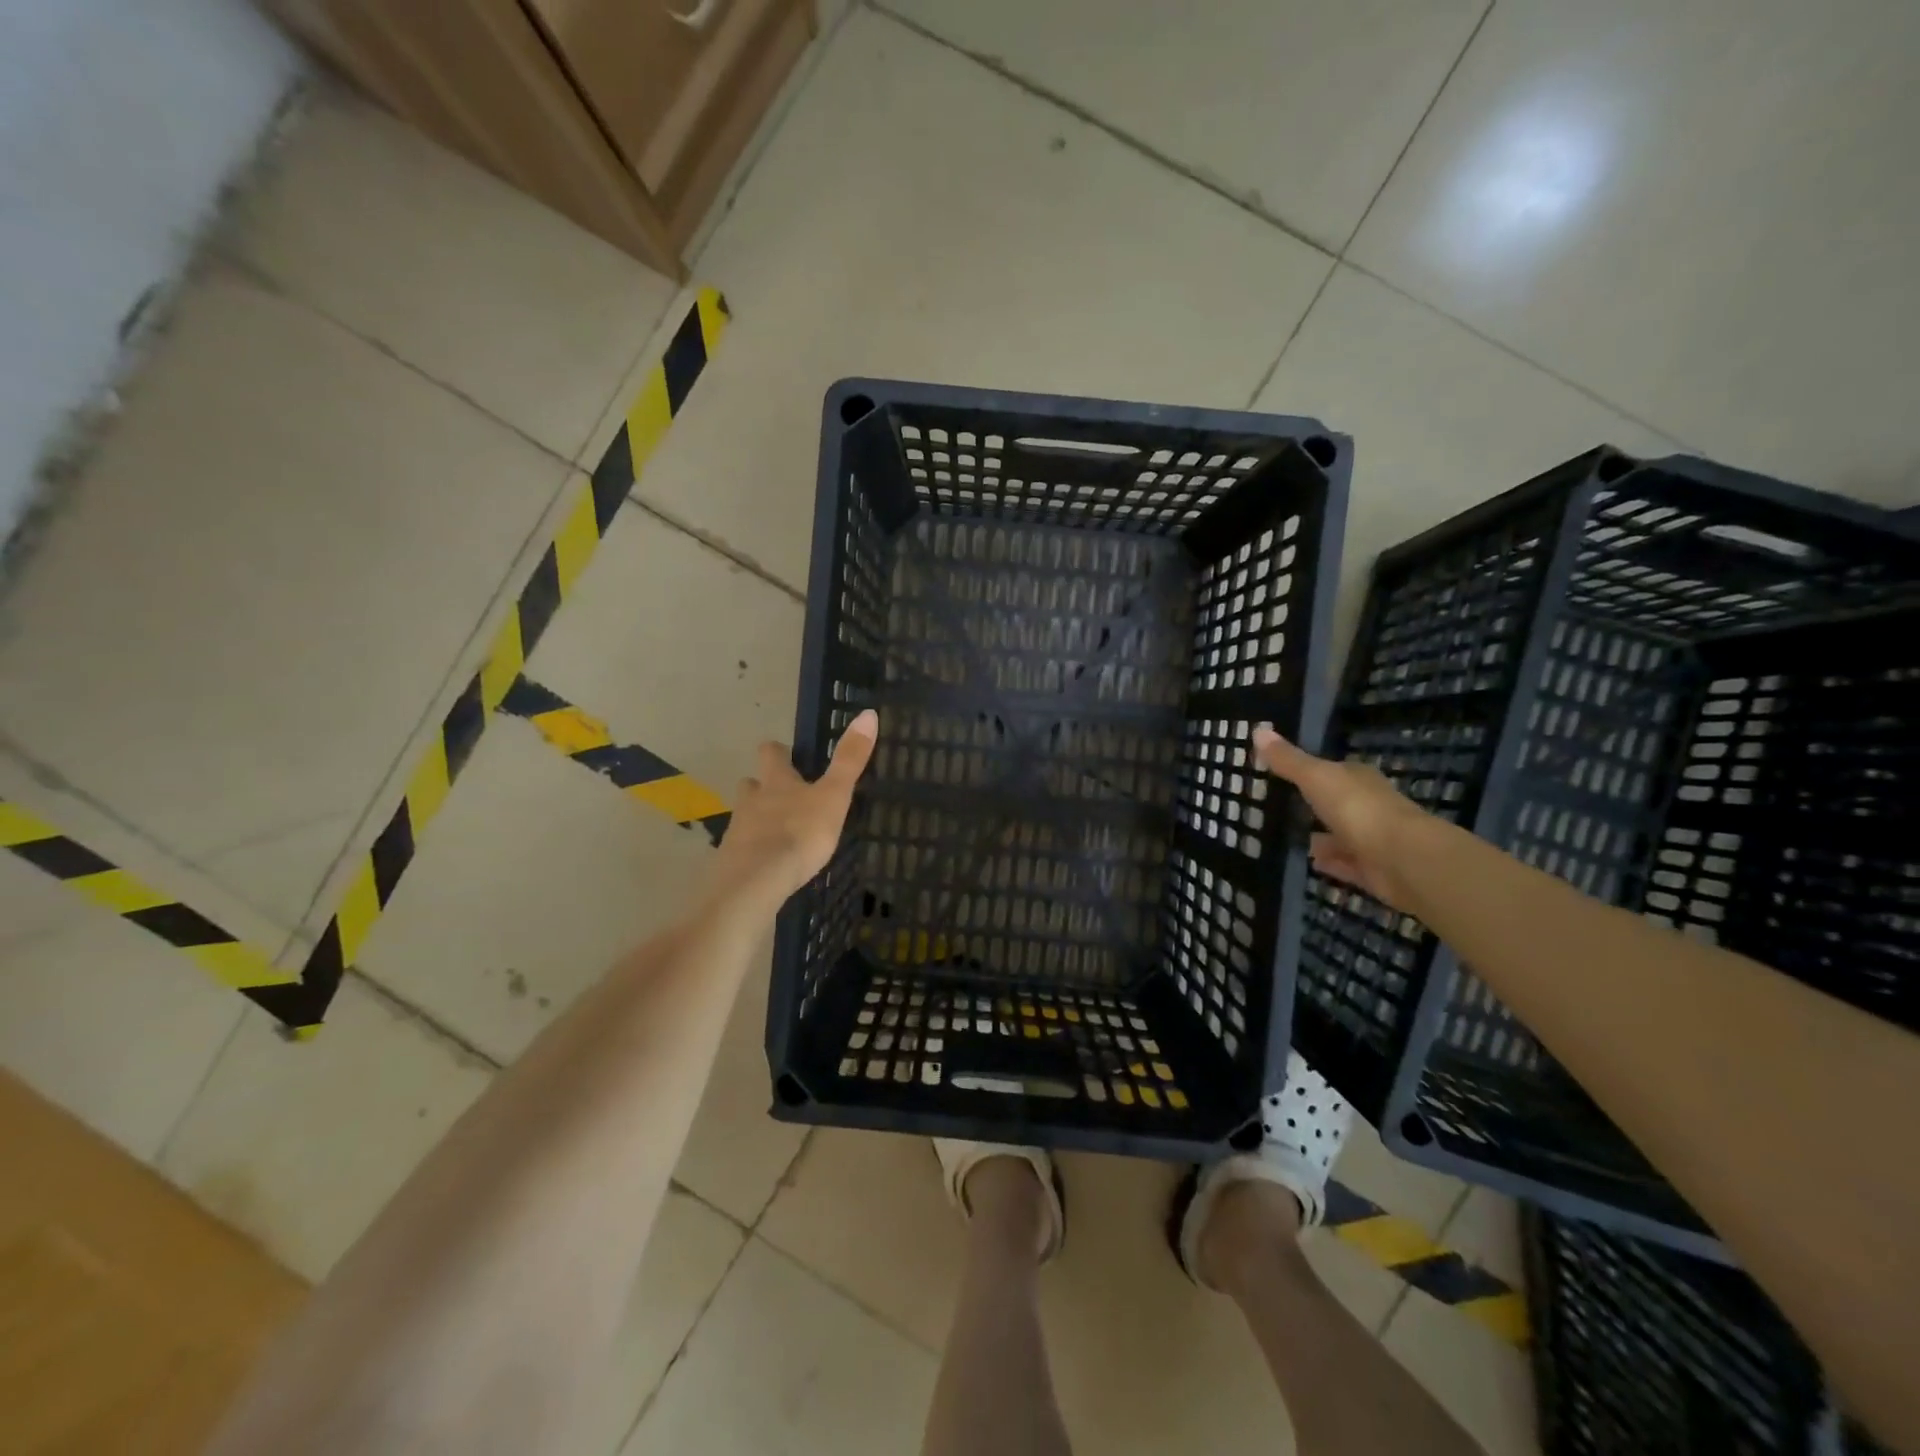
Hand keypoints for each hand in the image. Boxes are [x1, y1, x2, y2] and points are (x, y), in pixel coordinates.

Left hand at [705, 710, 878, 917]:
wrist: (756, 882)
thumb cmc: (799, 833)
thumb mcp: (833, 796)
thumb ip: (849, 759)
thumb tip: (868, 713)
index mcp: (776, 781)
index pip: (771, 754)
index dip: (779, 752)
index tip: (788, 755)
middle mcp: (752, 800)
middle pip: (751, 784)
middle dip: (763, 786)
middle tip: (782, 796)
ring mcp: (738, 831)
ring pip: (745, 815)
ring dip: (758, 819)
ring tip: (776, 832)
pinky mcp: (732, 861)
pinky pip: (743, 849)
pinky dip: (754, 851)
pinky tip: (767, 865)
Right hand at [1251, 724, 1430, 913]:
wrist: (1403, 860)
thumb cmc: (1358, 809)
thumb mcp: (1316, 778)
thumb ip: (1288, 760)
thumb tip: (1258, 730)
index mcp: (1358, 779)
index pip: (1334, 770)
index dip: (1312, 771)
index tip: (1286, 774)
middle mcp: (1369, 806)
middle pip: (1338, 803)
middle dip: (1316, 805)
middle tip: (1283, 808)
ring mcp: (1373, 839)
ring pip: (1342, 835)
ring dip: (1322, 837)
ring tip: (1291, 838)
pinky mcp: (1373, 870)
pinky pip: (1345, 864)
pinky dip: (1331, 863)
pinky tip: (1311, 863)